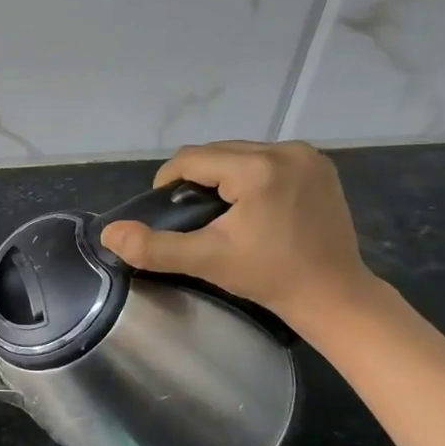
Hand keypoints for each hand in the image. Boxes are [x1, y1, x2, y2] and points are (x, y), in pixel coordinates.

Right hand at [99, 140, 375, 329]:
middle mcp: (285, 150)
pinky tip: (252, 206)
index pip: (193, 158)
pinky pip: (268, 159)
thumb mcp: (207, 261)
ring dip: (223, 174)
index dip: (169, 180)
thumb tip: (110, 234)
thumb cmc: (269, 277)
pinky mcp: (321, 166)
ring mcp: (307, 156)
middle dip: (197, 177)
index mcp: (257, 168)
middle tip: (191, 214)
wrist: (334, 295)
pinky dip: (251, 175)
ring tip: (219, 211)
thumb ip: (155, 247)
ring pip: (242, 153)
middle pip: (218, 151)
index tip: (166, 208)